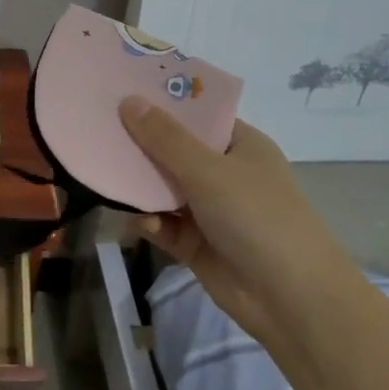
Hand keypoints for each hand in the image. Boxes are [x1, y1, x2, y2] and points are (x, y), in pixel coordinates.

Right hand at [118, 95, 354, 325]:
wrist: (292, 299)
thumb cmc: (257, 218)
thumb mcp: (209, 171)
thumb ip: (165, 138)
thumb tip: (128, 100)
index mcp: (239, 146)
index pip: (195, 115)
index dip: (161, 103)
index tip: (119, 90)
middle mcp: (224, 173)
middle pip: (173, 151)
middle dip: (139, 145)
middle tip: (96, 131)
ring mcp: (209, 210)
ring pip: (162, 189)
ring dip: (138, 186)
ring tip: (105, 175)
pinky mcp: (196, 244)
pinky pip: (163, 224)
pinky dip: (149, 222)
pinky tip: (140, 224)